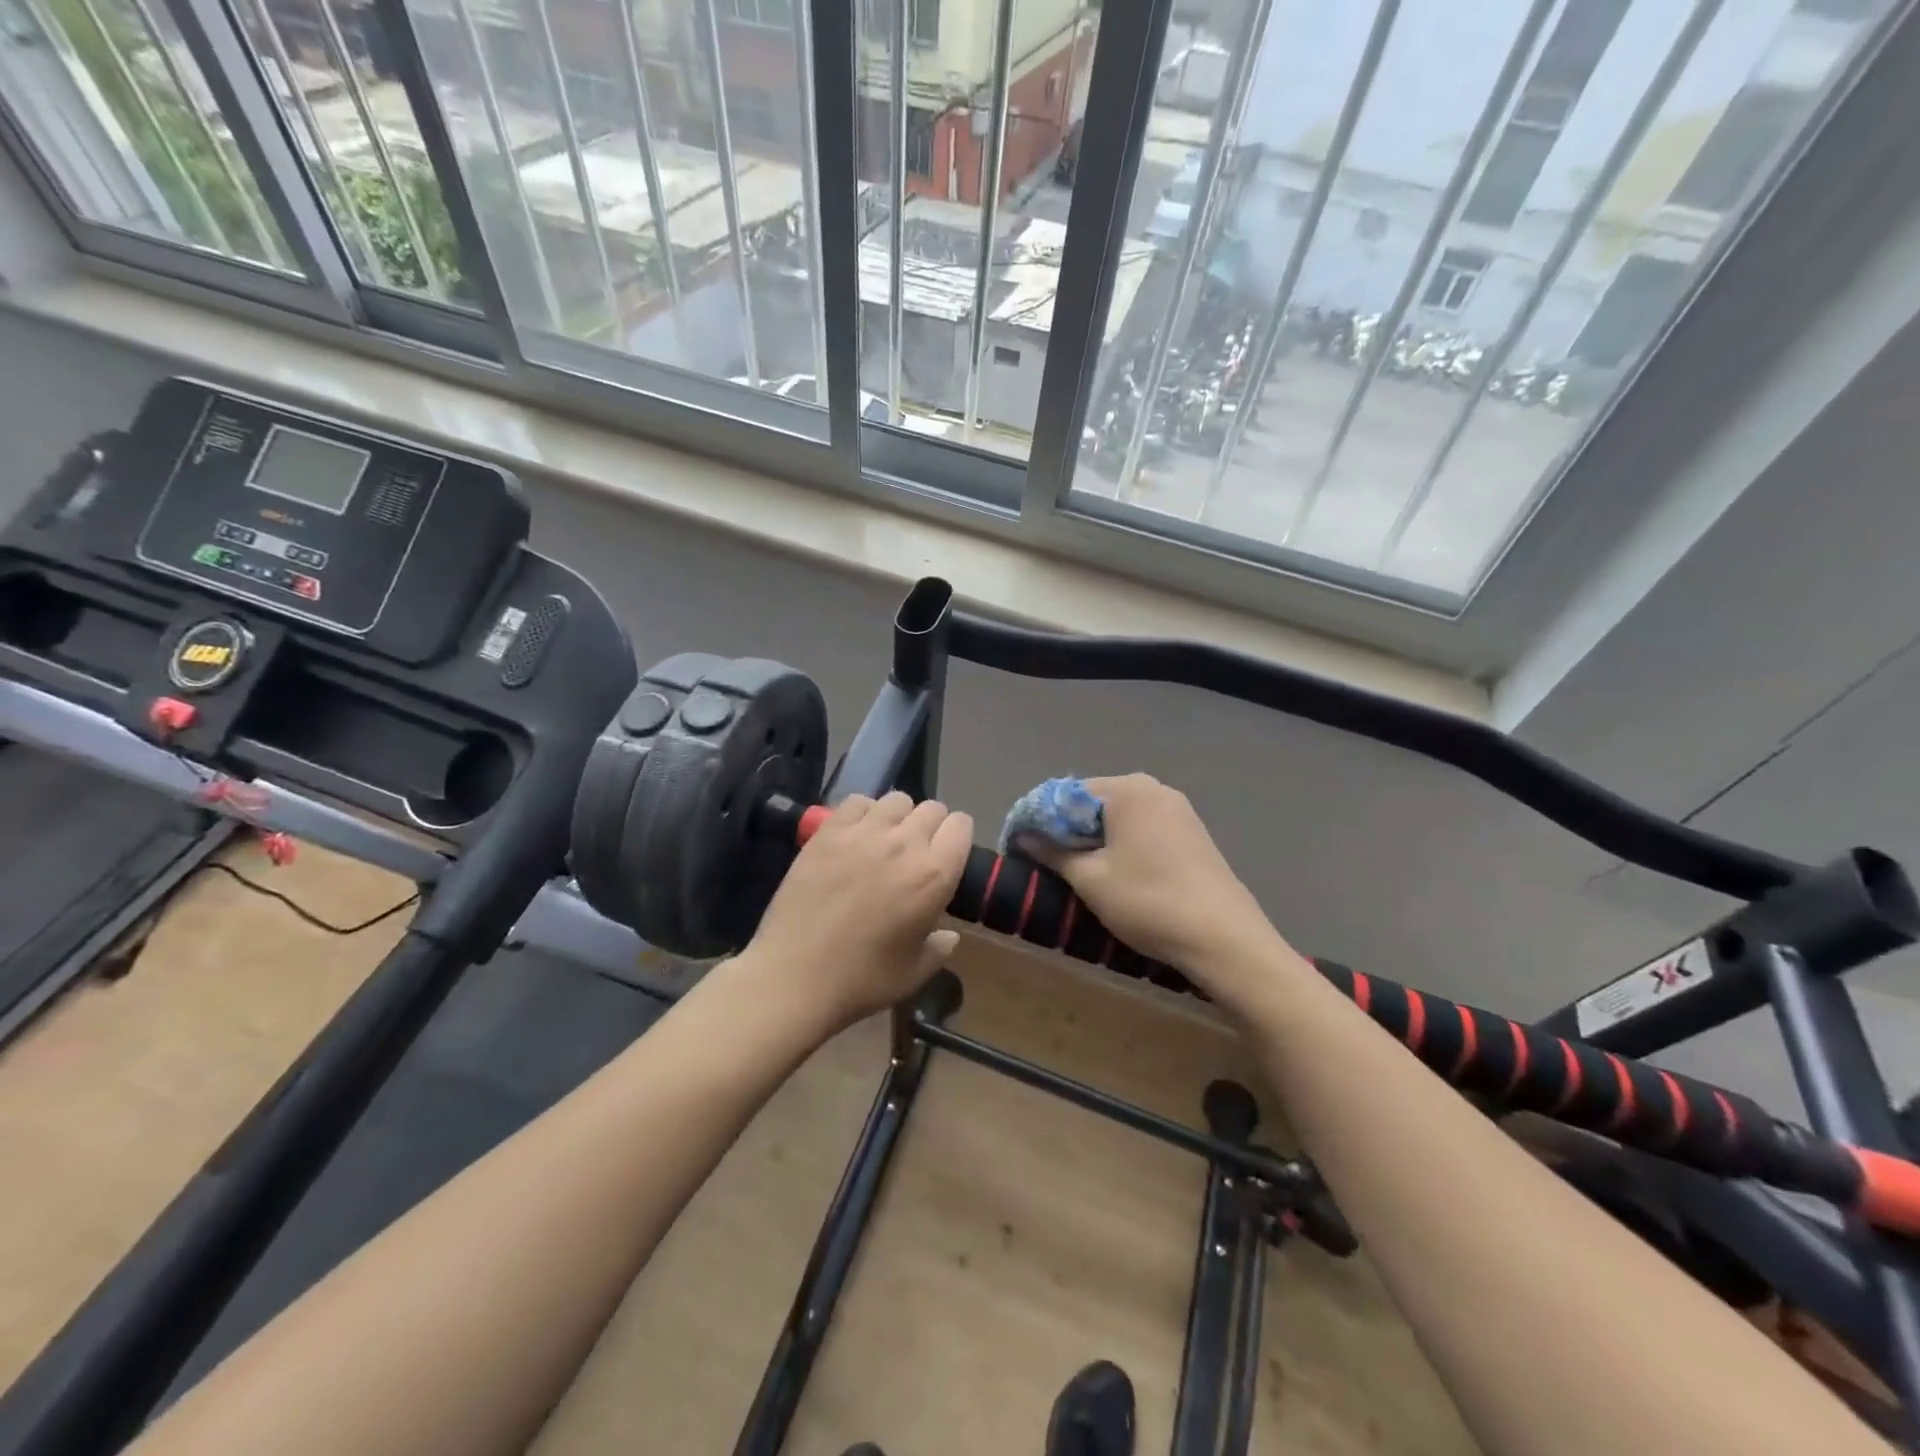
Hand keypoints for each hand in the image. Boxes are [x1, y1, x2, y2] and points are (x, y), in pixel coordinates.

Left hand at [740, 791, 972, 1034]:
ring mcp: (864, 833)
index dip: (956, 838)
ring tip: (885, 841)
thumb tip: (948, 935)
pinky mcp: (829, 831)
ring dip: (898, 817)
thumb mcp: (915, 973)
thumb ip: (939, 948)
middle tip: (915, 853)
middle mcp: (905, 843)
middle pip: (932, 808)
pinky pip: (857, 802)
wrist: (795, 976)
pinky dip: (863, 813)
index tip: (946, 856)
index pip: (961, 826)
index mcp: (934, 875)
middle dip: (930, 826)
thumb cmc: (862, 980)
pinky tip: (856, 836)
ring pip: (897, 800)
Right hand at [1023, 775, 1275, 981]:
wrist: (1224, 939)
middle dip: (1065, 827)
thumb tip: (1023, 837)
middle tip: (1043, 859)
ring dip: (1092, 836)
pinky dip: (1120, 842)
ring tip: (1074, 869)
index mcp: (1127, 790)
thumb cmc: (1148, 902)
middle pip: (1092, 800)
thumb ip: (1053, 852)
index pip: (1065, 793)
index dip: (1038, 818)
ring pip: (1118, 815)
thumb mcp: (1090, 879)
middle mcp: (1153, 788)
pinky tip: (1113, 870)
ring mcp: (1178, 809)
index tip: (1018, 845)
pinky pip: (1142, 827)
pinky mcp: (1192, 832)